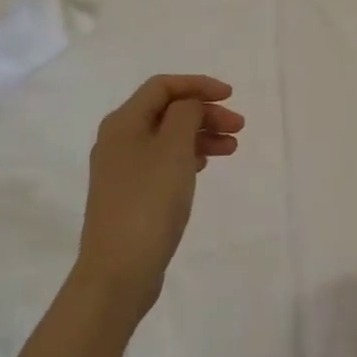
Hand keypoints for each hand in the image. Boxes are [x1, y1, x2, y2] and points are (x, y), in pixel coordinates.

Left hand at [78, 75, 242, 315]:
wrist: (118, 271)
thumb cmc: (149, 202)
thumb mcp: (173, 148)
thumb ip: (185, 114)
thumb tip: (189, 104)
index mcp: (123, 123)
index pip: (162, 86)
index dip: (198, 84)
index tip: (230, 96)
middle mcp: (118, 140)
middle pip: (167, 111)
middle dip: (204, 112)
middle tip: (238, 127)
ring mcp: (123, 169)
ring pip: (168, 137)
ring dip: (201, 135)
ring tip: (231, 149)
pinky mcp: (131, 194)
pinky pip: (163, 161)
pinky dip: (188, 156)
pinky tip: (205, 165)